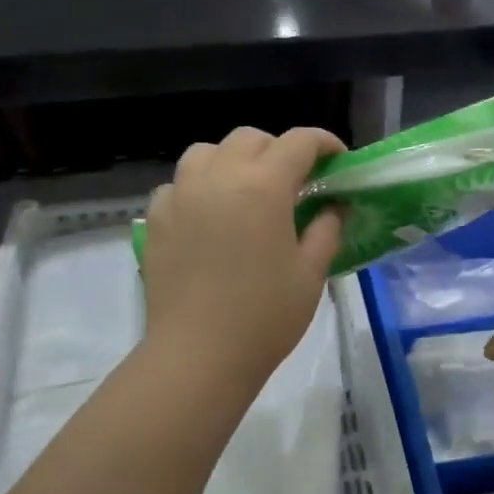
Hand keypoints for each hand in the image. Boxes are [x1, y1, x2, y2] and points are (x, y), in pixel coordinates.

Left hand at [140, 126, 344, 390]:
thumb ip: (327, 229)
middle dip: (278, 149)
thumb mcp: (311, 272)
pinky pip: (178, 184)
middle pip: (250, 139)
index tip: (337, 160)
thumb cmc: (265, 316)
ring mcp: (180, 195)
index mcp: (264, 186)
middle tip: (295, 180)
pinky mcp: (156, 219)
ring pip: (206, 152)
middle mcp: (219, 177)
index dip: (324, 143)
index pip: (299, 142)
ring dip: (233, 160)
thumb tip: (333, 207)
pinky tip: (210, 216)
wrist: (199, 355)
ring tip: (246, 189)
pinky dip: (199, 187)